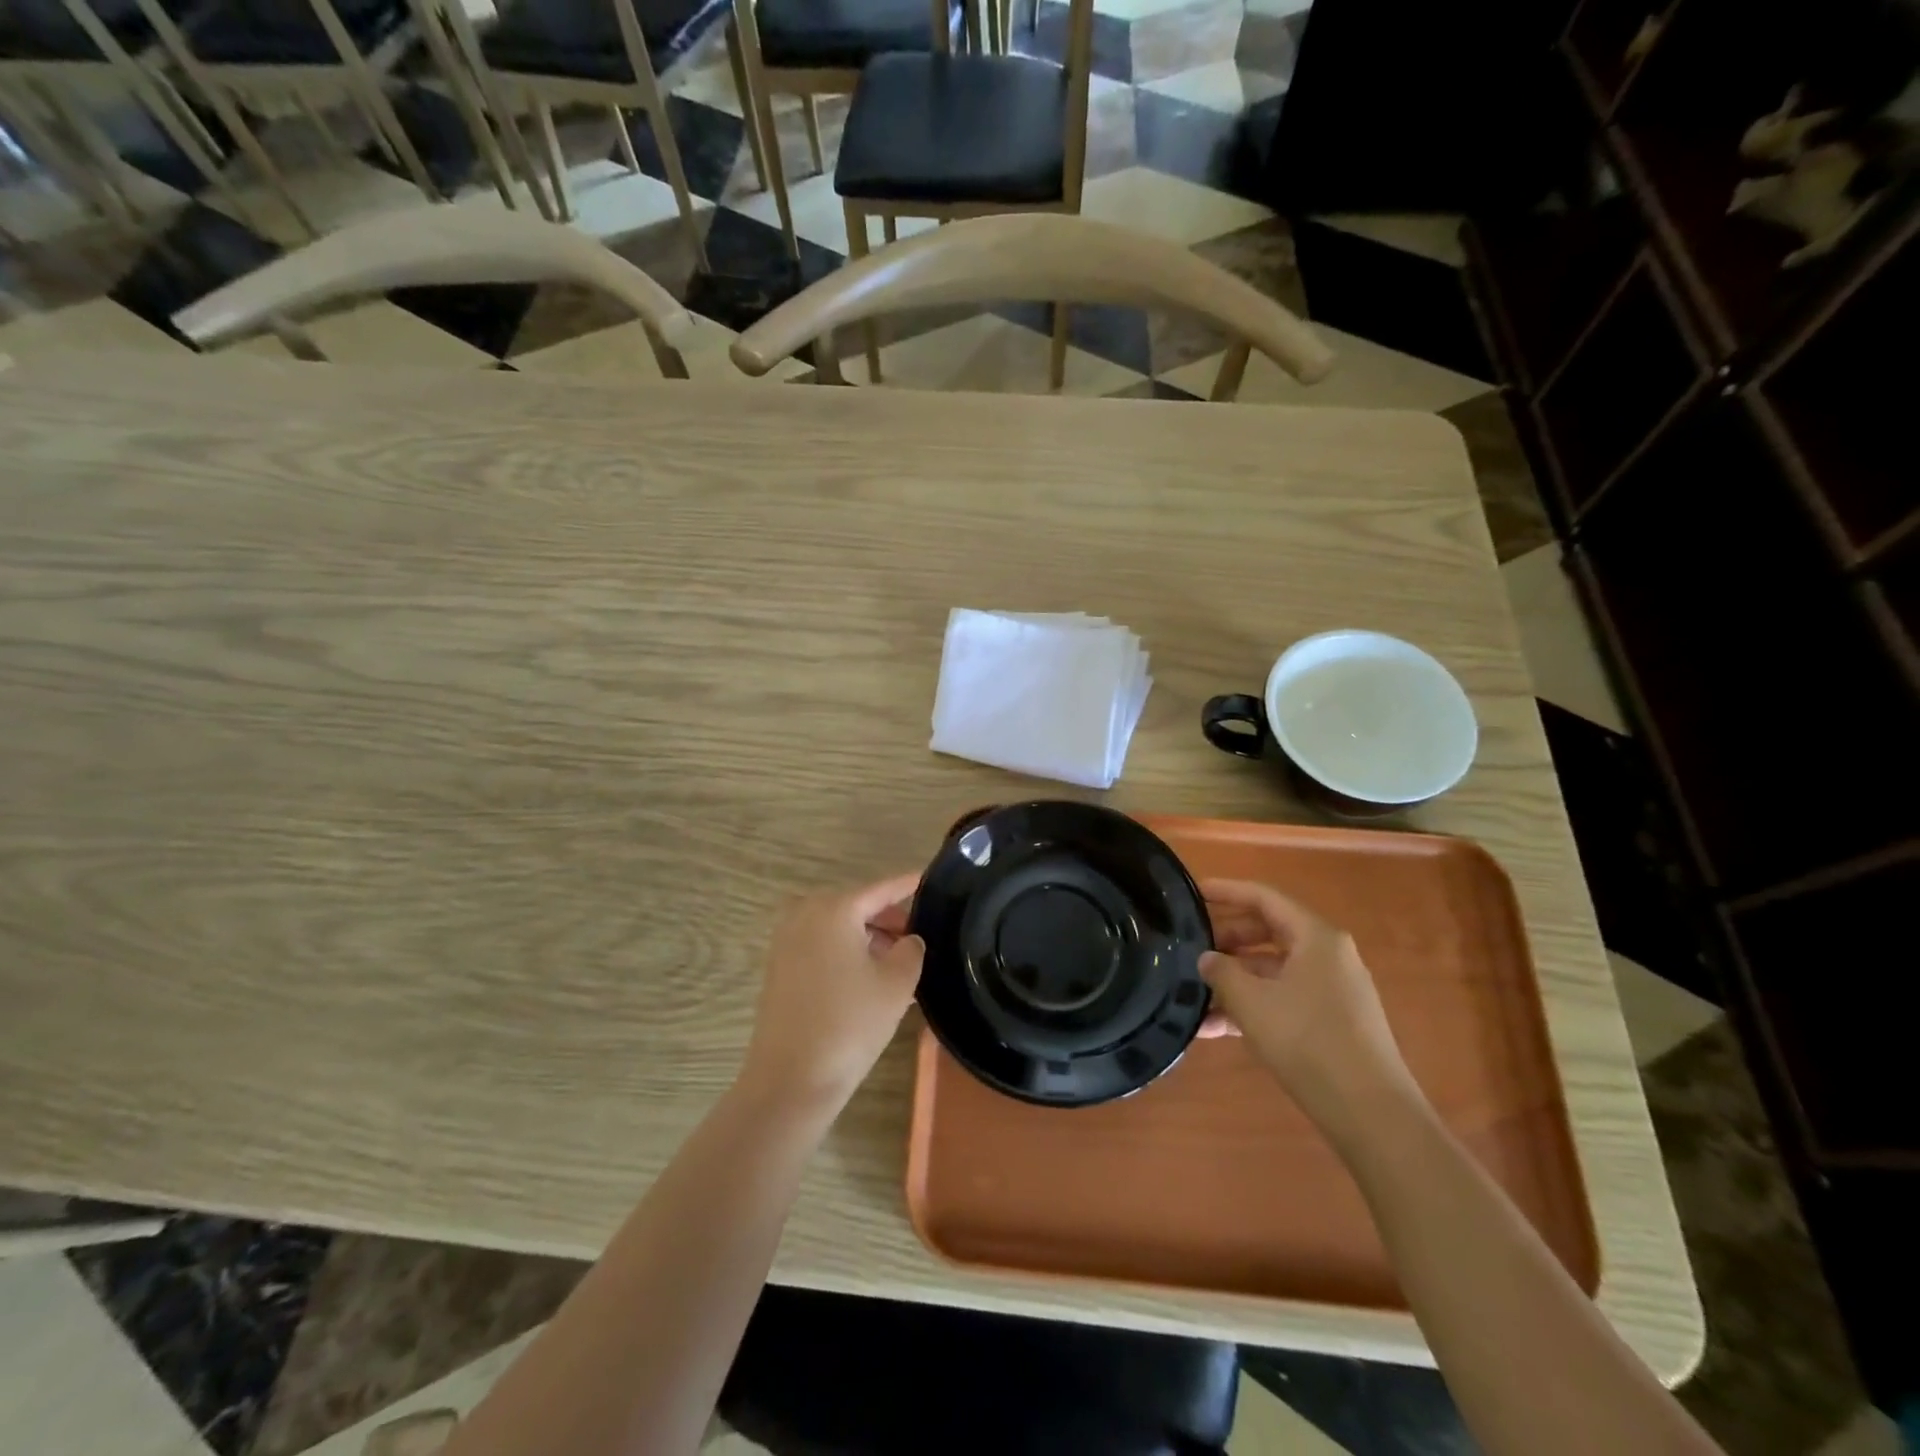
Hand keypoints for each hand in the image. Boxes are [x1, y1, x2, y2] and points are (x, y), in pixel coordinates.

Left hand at [740, 873, 924, 1108]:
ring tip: (899, 962)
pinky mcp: (778, 968)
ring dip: (867, 938)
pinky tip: (870, 979)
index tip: (928, 878)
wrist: (790, 1080)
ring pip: (838, 927)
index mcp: (834, 909)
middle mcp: (805, 914)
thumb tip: (908, 939)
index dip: (907, 884)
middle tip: (918, 936)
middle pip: (856, 905)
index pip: (881, 888)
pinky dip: (846, 952)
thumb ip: (911, 950)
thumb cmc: (850, 1024)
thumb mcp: (897, 984)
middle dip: (887, 918)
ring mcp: (786, 941)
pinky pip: (821, 946)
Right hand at [1198, 878, 1423, 1137]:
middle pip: (1268, 931)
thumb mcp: (1252, 1002)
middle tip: (1190, 947)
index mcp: (1316, 937)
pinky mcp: (1332, 1021)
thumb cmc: (1308, 1042)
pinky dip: (1253, 1006)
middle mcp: (1328, 955)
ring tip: (1194, 995)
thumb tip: (1207, 958)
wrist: (1371, 1114)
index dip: (1226, 892)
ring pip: (1273, 969)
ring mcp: (1332, 989)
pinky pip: (1283, 998)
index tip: (1192, 894)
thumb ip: (1222, 972)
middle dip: (1226, 940)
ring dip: (1234, 980)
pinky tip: (1216, 1030)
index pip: (1264, 898)